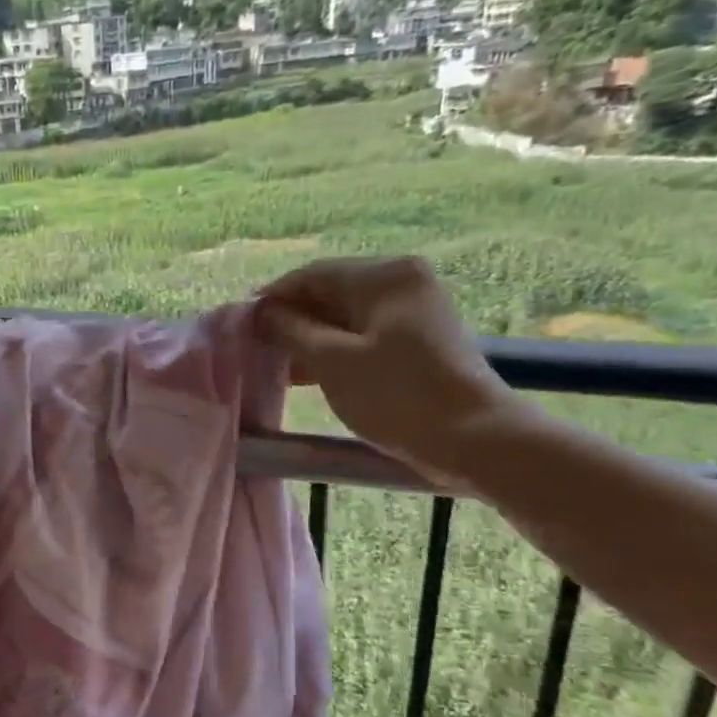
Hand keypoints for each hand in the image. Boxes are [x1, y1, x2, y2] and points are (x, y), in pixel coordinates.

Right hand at [256, 256, 532, 484]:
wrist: (477, 440)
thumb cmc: (397, 395)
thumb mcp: (332, 361)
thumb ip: (290, 330)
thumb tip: (262, 313)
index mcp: (384, 275)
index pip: (311, 275)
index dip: (272, 298)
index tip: (240, 325)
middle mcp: (402, 281)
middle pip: (330, 293)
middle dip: (291, 320)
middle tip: (256, 348)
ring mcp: (415, 311)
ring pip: (346, 317)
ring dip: (310, 338)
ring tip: (276, 365)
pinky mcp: (421, 339)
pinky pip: (365, 334)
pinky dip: (336, 350)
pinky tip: (308, 374)